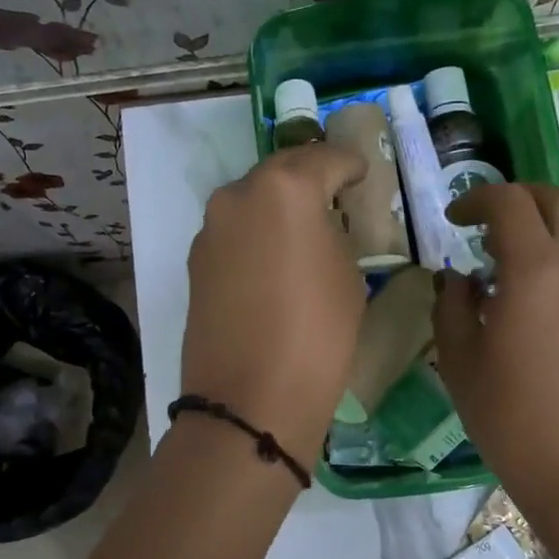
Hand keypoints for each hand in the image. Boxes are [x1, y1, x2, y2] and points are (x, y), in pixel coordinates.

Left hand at [182, 143, 367, 466]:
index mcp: (285, 188)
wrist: (250, 399)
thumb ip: (335, 235)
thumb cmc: (317, 334)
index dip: (351, 165)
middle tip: (334, 196)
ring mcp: (210, 229)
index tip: (363, 174)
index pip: (326, 159)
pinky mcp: (195, 262)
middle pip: (281, 172)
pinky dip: (256, 236)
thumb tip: (322, 227)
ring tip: (303, 232)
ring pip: (252, 202)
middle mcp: (238, 196)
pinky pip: (235, 234)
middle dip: (310, 179)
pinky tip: (273, 262)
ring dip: (278, 208)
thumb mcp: (348, 276)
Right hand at [432, 184, 558, 527]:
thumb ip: (452, 308)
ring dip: (533, 233)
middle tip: (480, 223)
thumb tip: (458, 280)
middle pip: (555, 202)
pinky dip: (547, 262)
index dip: (476, 199)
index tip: (452, 220)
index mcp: (535, 271)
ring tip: (491, 270)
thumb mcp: (460, 362)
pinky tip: (517, 305)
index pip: (510, 202)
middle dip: (517, 198)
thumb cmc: (512, 419)